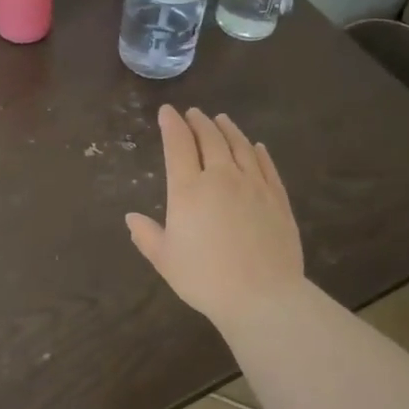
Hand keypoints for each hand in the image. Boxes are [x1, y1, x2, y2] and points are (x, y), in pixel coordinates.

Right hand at [126, 106, 305, 328]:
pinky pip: (266, 165)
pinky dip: (257, 151)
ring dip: (228, 129)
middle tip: (193, 113)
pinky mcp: (277, 198)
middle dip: (198, 122)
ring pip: (239, 146)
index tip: (166, 111)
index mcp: (188, 189)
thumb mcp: (165, 260)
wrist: (262, 296)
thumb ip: (147, 235)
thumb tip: (131, 218)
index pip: (177, 145)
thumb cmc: (205, 278)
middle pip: (209, 139)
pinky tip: (255, 146)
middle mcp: (221, 177)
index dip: (171, 125)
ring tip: (221, 119)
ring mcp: (253, 185)